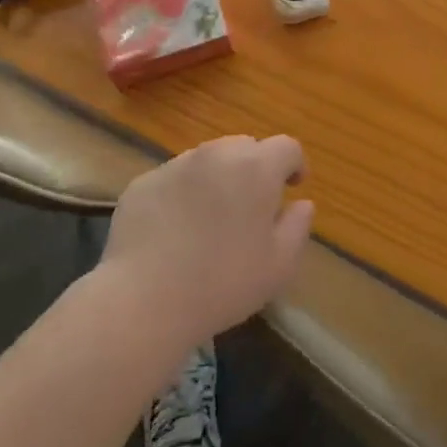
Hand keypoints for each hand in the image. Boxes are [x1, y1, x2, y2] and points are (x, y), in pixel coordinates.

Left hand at [98, 136, 313, 352]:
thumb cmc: (223, 283)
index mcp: (256, 167)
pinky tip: (175, 230)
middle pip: (245, 147)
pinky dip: (183, 194)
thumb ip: (298, 226)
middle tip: (252, 206)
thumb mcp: (279, 265)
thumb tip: (302, 204)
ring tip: (211, 218)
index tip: (292, 187)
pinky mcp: (143, 182)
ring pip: (207, 160)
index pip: (286, 147)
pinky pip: (174, 179)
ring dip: (218, 179)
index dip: (294, 164)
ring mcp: (175, 165)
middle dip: (255, 169)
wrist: (144, 299)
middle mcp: (216, 154)